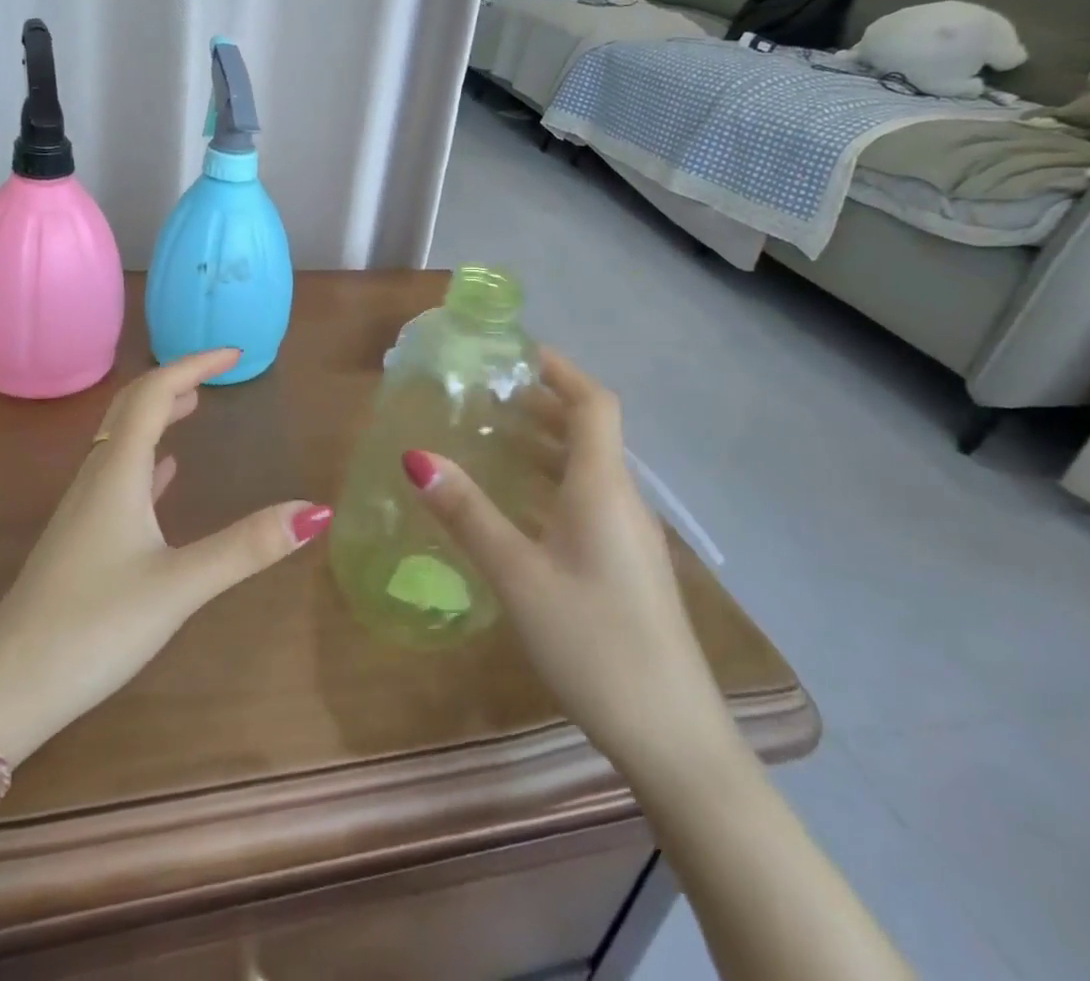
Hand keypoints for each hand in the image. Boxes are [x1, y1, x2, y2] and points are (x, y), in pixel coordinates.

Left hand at [0, 348, 331, 763]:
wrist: (7, 689)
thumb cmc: (93, 628)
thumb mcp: (179, 586)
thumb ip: (246, 547)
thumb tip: (315, 510)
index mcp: (118, 473)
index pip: (153, 394)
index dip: (193, 365)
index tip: (235, 354)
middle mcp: (97, 478)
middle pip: (131, 408)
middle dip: (174, 381)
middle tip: (216, 374)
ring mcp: (84, 509)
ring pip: (122, 440)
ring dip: (158, 415)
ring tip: (193, 406)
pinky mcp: (81, 539)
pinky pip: (118, 477)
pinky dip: (147, 459)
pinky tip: (163, 474)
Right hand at [402, 348, 731, 773]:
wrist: (673, 737)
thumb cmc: (594, 643)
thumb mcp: (518, 575)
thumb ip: (467, 514)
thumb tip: (417, 457)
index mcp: (603, 487)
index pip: (593, 403)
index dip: (561, 370)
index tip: (518, 353)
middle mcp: (623, 500)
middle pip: (590, 431)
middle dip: (544, 404)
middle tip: (490, 395)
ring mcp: (630, 536)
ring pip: (589, 469)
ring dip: (547, 444)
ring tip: (495, 439)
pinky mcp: (628, 566)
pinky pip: (589, 501)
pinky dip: (554, 482)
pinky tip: (520, 507)